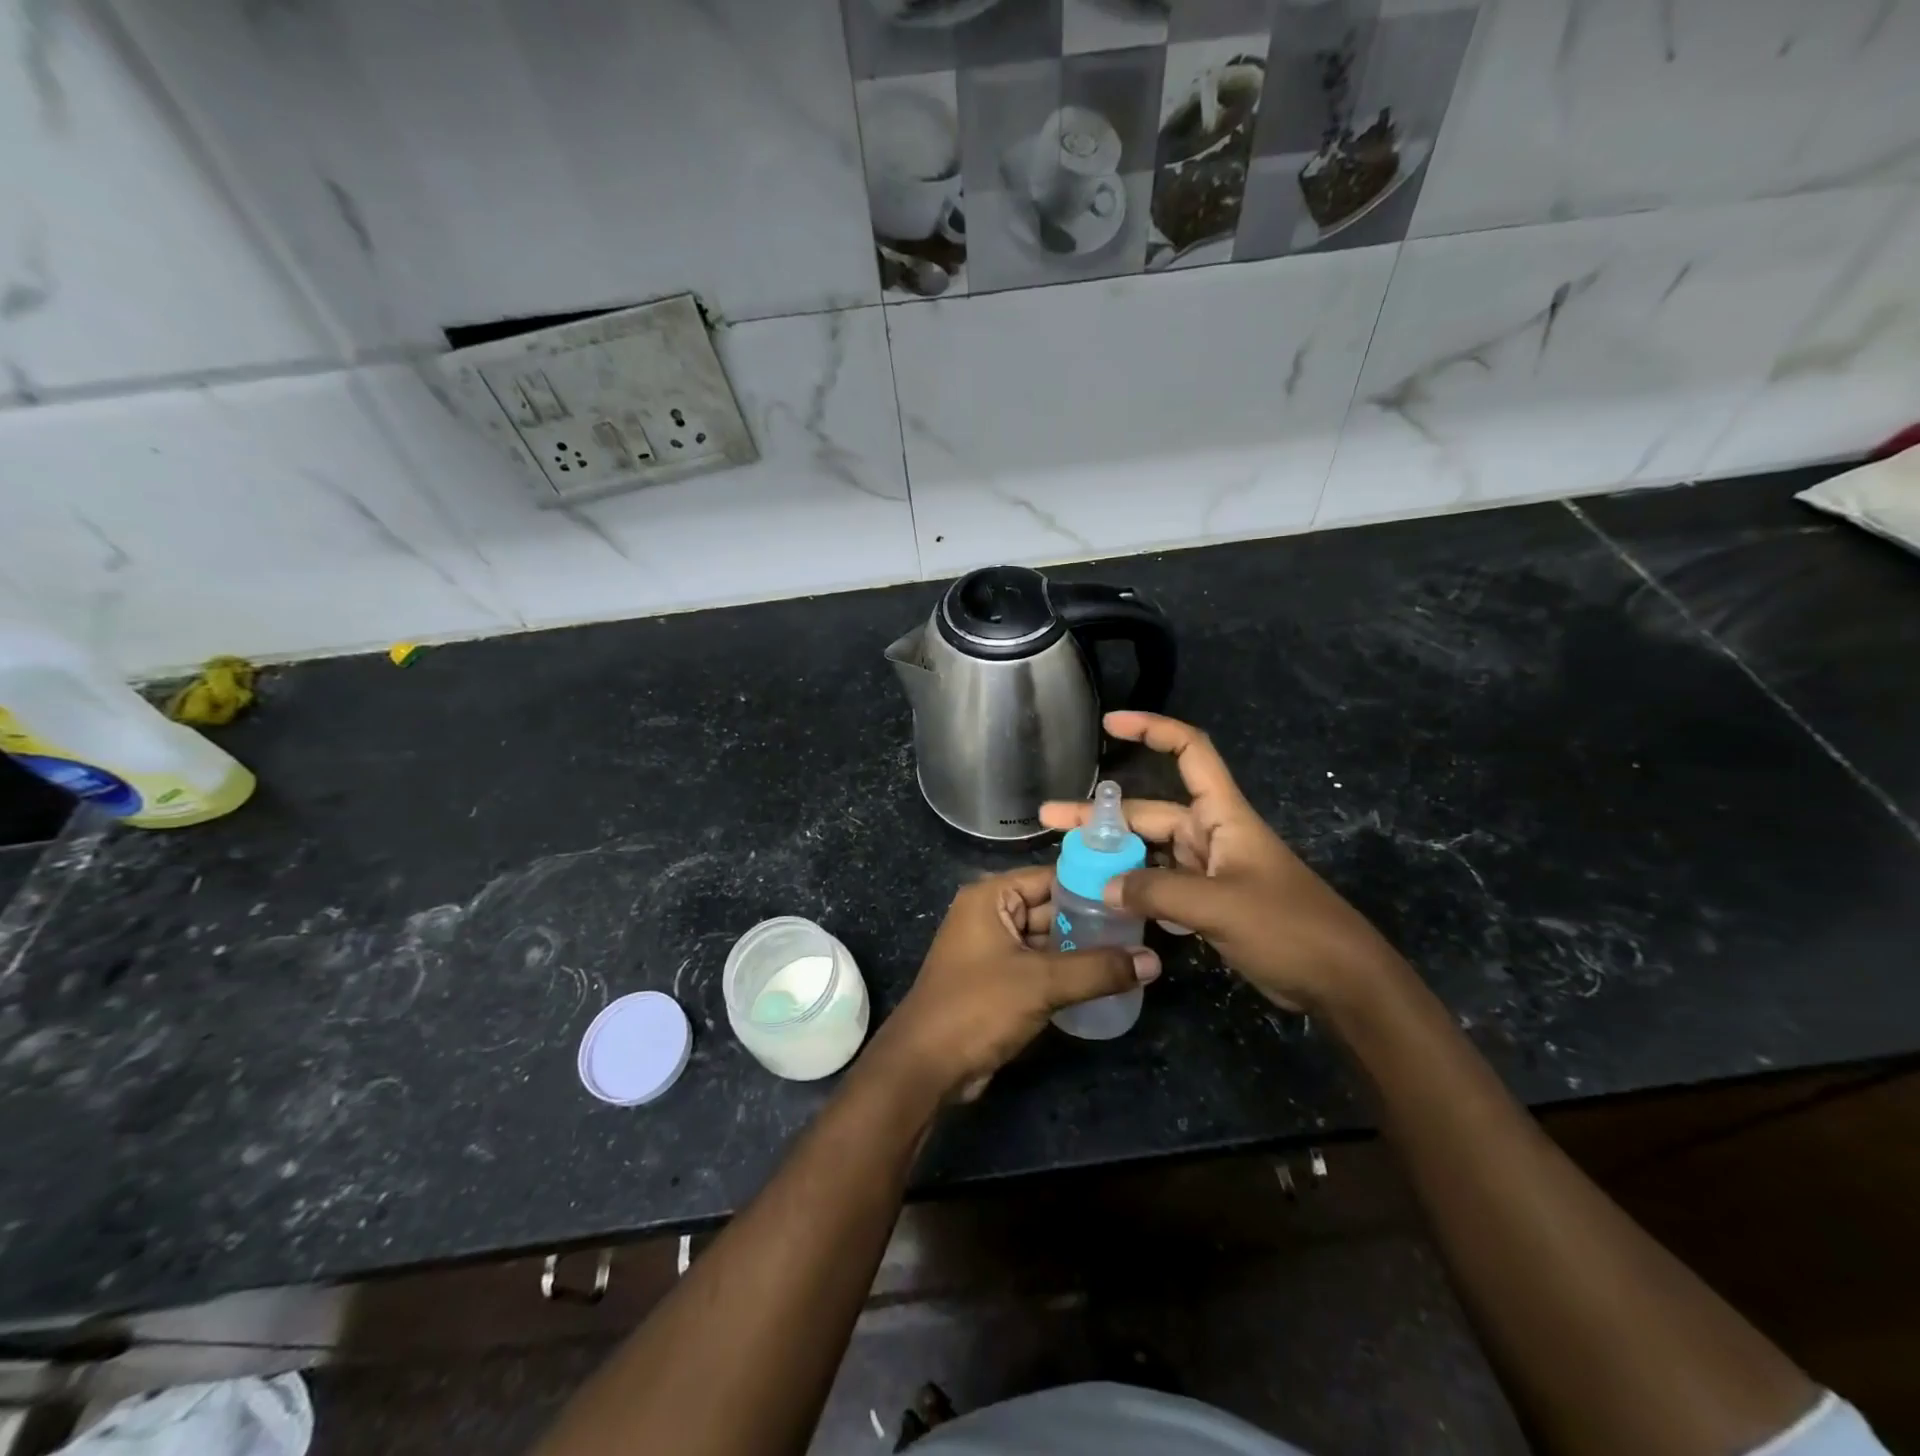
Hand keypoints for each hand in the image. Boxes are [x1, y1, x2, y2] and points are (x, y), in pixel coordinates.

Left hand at [866, 866, 1159, 1101]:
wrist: (926, 1066)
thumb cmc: (978, 1007)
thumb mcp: (1041, 983)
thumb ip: (1098, 969)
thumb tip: (1153, 960)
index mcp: (991, 897)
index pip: (1051, 877)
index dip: (1093, 884)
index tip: (1136, 894)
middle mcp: (990, 914)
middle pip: (1051, 908)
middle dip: (1092, 921)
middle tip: (1143, 928)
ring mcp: (993, 949)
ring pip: (1047, 940)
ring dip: (1083, 949)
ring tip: (1134, 953)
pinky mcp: (998, 981)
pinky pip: (1039, 966)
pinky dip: (1066, 972)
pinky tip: (1106, 980)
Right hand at [1040, 712, 1405, 1015]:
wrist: (1341, 982)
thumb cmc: (1288, 927)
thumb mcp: (1219, 906)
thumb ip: (1156, 892)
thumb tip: (1103, 886)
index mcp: (1223, 815)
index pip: (1189, 751)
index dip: (1152, 729)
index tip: (1109, 724)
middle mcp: (1212, 834)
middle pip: (1150, 812)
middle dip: (1101, 815)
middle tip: (1049, 822)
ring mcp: (1210, 870)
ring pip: (1150, 852)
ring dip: (1113, 855)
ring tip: (1067, 863)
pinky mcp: (1209, 903)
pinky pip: (1160, 885)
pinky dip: (1133, 888)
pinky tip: (1102, 901)